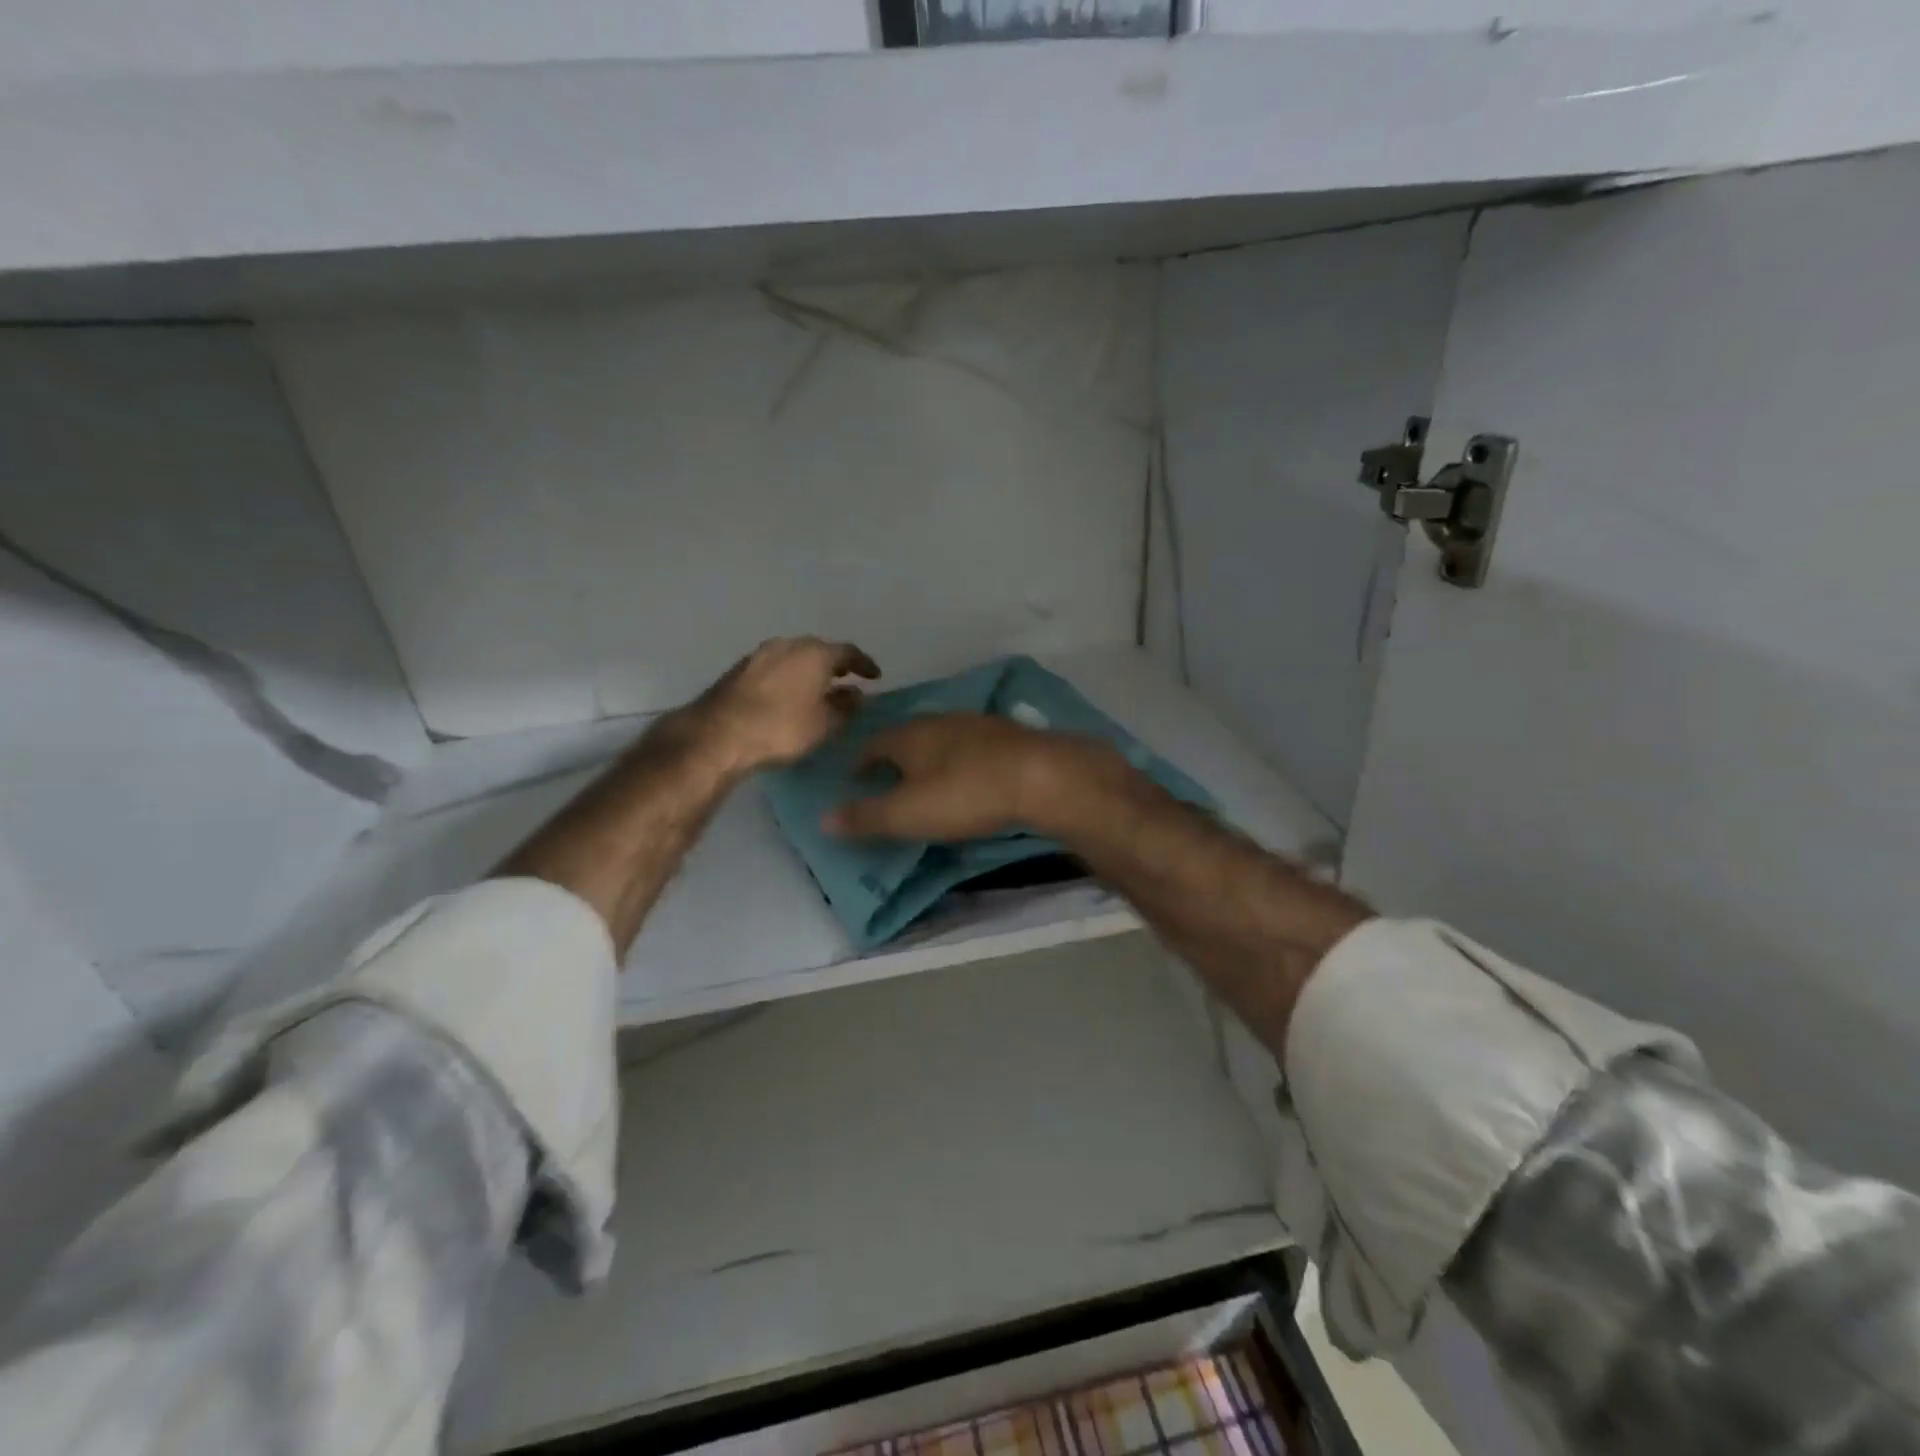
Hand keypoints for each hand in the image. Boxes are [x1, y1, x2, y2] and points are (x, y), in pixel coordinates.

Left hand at [692, 637, 880, 773]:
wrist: (719, 734)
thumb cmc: (782, 727)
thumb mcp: (824, 724)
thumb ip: (845, 707)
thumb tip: (855, 695)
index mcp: (815, 653)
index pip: (848, 652)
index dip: (864, 664)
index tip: (875, 676)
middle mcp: (788, 644)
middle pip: (818, 650)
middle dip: (834, 664)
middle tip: (846, 678)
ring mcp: (760, 654)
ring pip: (793, 656)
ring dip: (807, 670)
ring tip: (817, 687)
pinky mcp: (739, 669)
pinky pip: (774, 667)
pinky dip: (787, 677)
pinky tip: (788, 694)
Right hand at [824, 713, 1116, 841]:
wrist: (1040, 776)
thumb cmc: (965, 794)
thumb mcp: (908, 814)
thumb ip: (866, 817)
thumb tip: (822, 819)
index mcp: (910, 735)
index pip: (873, 744)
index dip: (860, 762)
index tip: (854, 780)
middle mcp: (940, 721)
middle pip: (908, 737)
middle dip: (896, 757)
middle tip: (889, 782)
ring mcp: (978, 725)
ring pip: (943, 739)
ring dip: (932, 758)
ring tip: (929, 780)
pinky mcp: (1009, 737)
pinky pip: (974, 748)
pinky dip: (963, 761)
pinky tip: (972, 777)